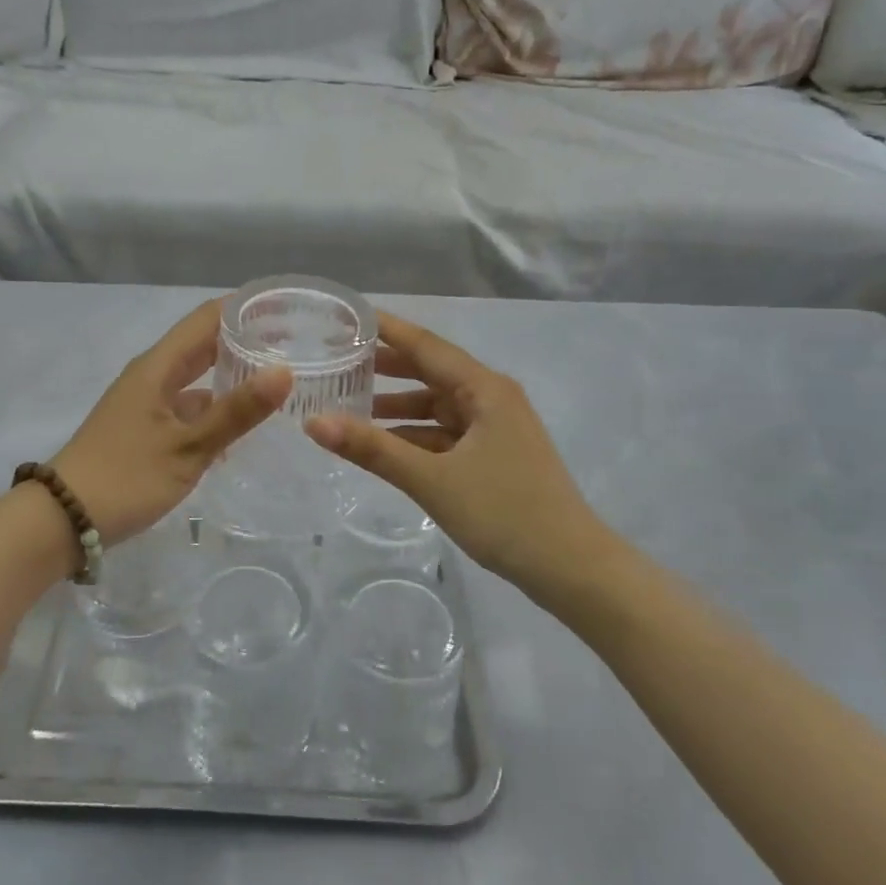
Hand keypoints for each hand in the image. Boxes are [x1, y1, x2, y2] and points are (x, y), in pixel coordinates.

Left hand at [53, 299, 291, 546]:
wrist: (63, 519)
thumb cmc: (126, 477)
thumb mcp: (188, 447)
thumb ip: (236, 411)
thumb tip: (284, 371)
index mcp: (158, 366)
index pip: (206, 318)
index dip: (243, 308)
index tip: (285, 309)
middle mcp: (152, 375)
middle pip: (202, 344)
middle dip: (244, 341)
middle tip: (293, 344)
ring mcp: (146, 402)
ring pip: (196, 378)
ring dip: (231, 376)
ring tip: (277, 381)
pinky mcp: (145, 428)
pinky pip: (187, 406)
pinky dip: (214, 409)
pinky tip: (241, 426)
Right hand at [305, 311, 621, 591]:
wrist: (571, 568)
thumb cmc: (505, 513)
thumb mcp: (431, 479)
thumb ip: (372, 449)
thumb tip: (313, 422)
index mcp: (484, 389)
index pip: (425, 345)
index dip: (385, 329)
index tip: (346, 316)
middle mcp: (491, 398)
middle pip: (430, 371)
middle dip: (385, 366)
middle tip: (337, 360)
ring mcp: (495, 428)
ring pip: (436, 405)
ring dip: (397, 405)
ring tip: (348, 404)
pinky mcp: (494, 455)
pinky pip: (445, 433)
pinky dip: (414, 434)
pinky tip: (384, 444)